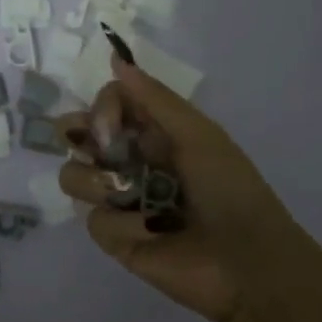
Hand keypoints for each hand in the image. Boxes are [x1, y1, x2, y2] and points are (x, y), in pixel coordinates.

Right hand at [56, 59, 318, 321]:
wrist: (247, 263)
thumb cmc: (230, 190)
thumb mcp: (198, 135)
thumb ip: (154, 99)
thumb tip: (115, 58)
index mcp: (155, 134)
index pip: (107, 104)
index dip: (101, 109)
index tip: (110, 125)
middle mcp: (131, 162)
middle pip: (78, 136)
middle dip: (79, 137)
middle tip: (101, 150)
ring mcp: (119, 201)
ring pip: (74, 176)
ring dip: (97, 182)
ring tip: (127, 196)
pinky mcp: (114, 237)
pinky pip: (93, 220)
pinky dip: (121, 223)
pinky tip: (151, 231)